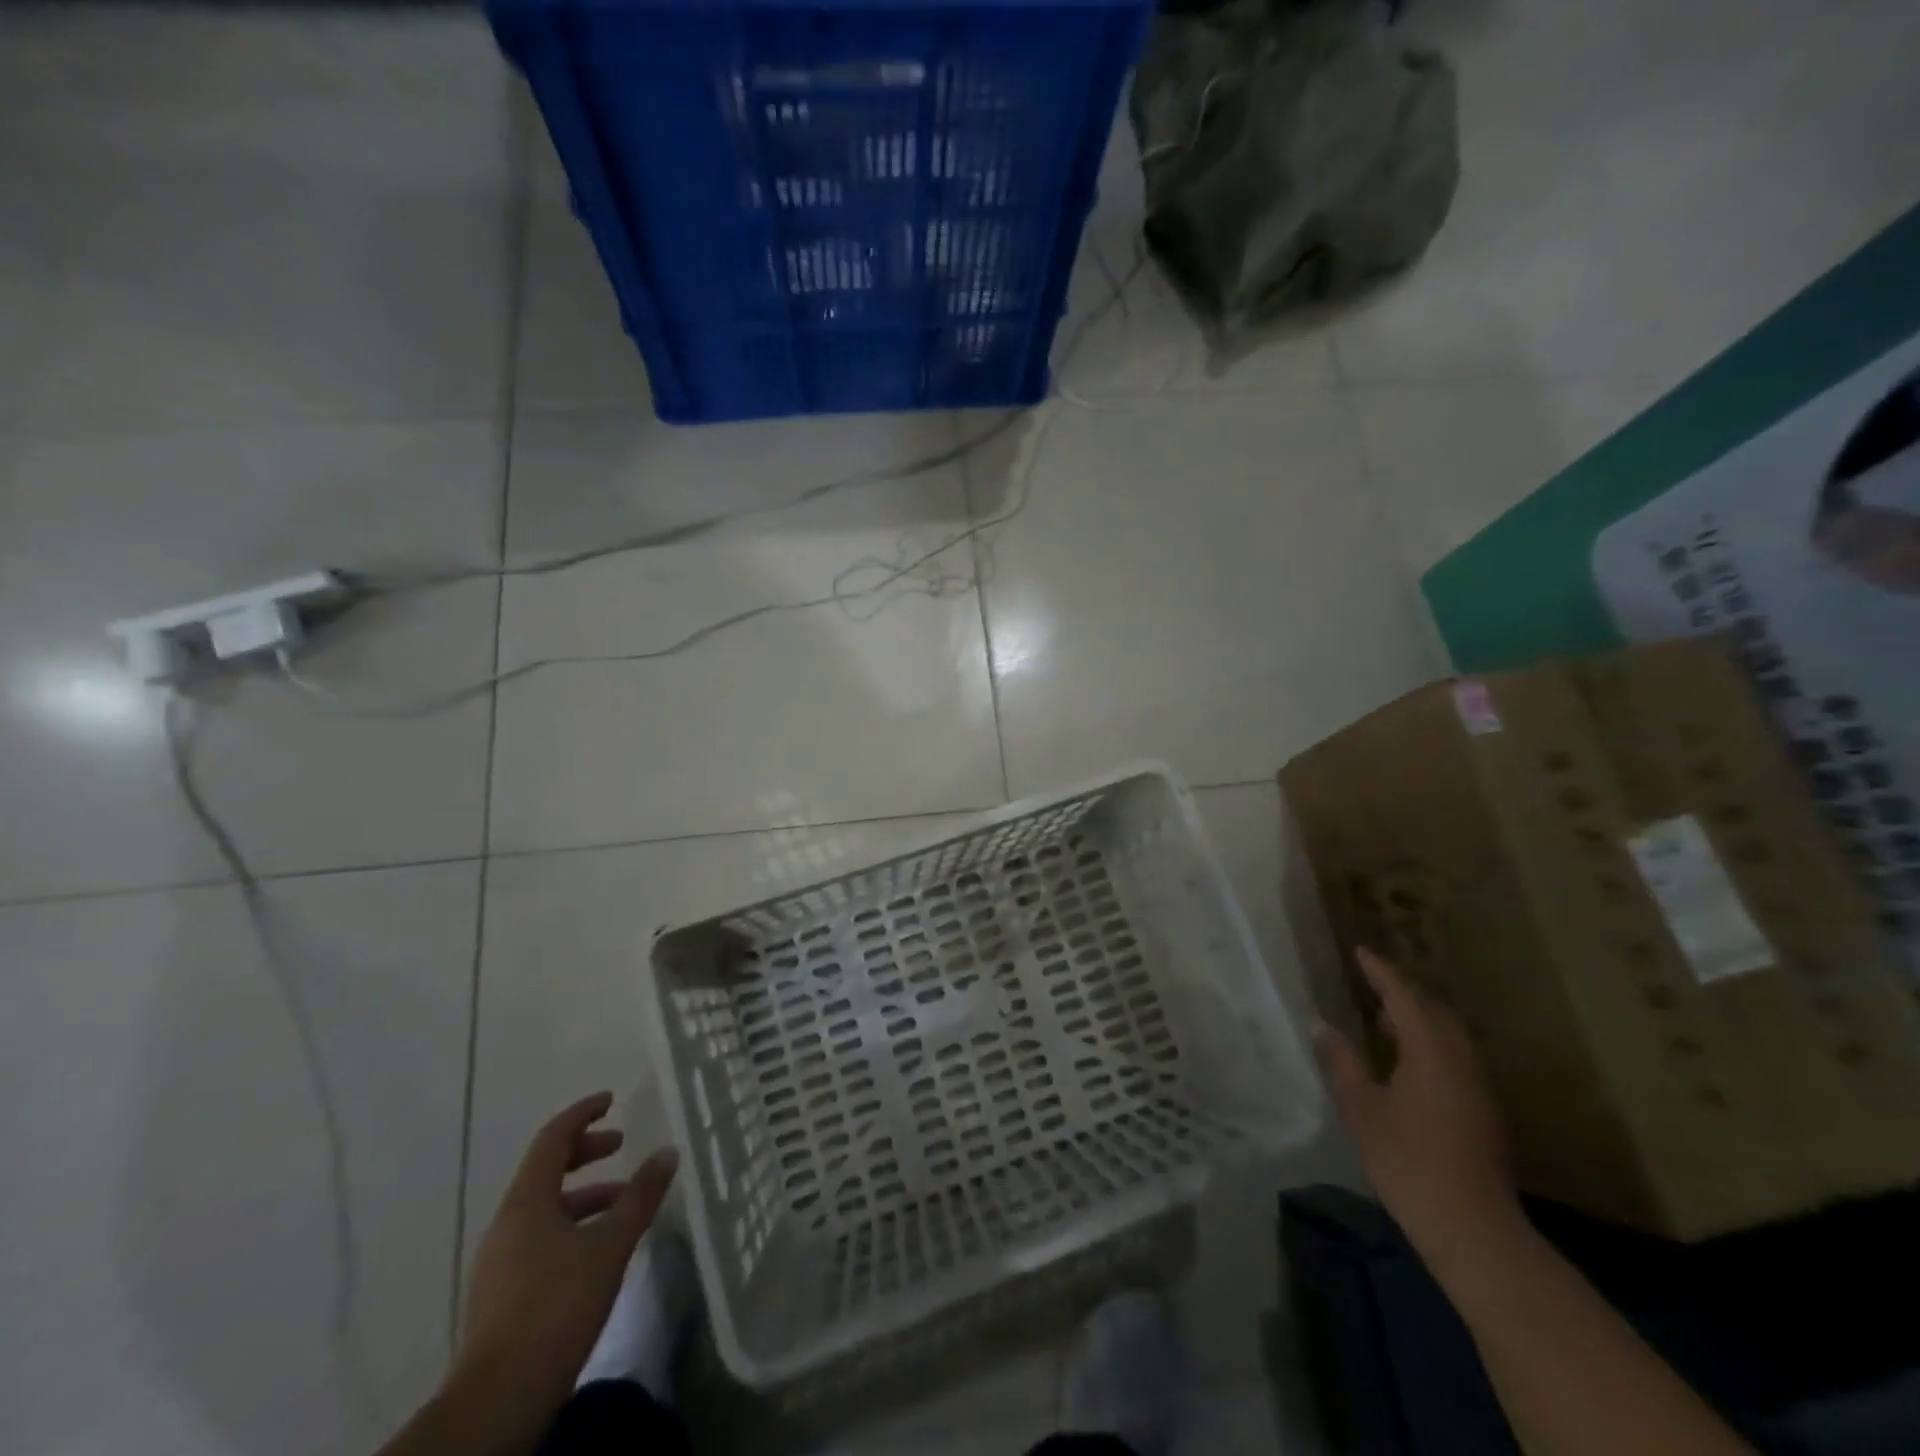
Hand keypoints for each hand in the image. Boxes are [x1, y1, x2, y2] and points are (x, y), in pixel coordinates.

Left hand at [450, 1092, 678, 1437]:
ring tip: (623, 1205)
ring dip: (584, 1195)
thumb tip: (667, 1152)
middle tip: (620, 1145)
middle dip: (585, 1152)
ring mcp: (499, 1261)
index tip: (611, 1100)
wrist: (498, 1400)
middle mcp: (507, 1223)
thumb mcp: (611, 1244)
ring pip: (545, 1207)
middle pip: (546, 1170)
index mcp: (526, 1202)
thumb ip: (640, 1195)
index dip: (583, 1114)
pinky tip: (599, 1250)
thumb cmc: (557, 1305)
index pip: (553, 1139)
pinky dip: (572, 1226)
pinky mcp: (501, 1294)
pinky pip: (540, 1237)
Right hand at [1313, 949, 1523, 1272]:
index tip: (1361, 951)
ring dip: (1417, 1017)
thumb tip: (1321, 1024)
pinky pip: (1453, 1055)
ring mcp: (1477, 1086)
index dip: (1381, 971)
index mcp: (1431, 1051)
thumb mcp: (1362, 1108)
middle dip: (1404, 990)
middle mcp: (1460, 1059)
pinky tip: (1405, 1058)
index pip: (1404, 996)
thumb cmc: (1409, 1160)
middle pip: (1434, 1010)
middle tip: (1371, 980)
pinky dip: (1428, 1041)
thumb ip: (1341, 1061)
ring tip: (1383, 1015)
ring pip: (1448, 1034)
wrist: (1472, 1228)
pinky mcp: (1482, 1109)